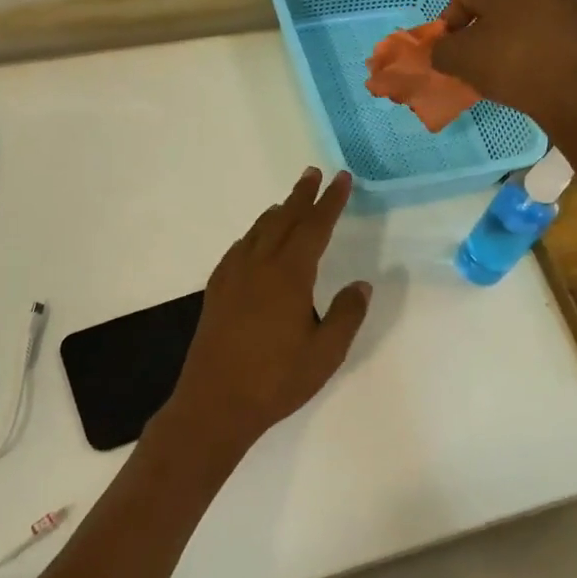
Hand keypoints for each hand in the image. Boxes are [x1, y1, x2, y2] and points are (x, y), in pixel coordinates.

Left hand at [158, 168, 371, 458]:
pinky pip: (237, 250)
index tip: (341, 179)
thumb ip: (346, 315)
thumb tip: (361, 284)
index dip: (330, 201)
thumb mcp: (326, 353)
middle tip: (313, 173)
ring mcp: (232, 278)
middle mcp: (258, 266)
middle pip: (283, 220)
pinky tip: (254, 242)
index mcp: (288, 276)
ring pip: (257, 232)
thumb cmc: (276, 381)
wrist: (215, 404)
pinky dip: (252, 236)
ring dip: (276, 213)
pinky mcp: (216, 292)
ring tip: (288, 203)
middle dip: (301, 195)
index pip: (314, 227)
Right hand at [430, 0, 576, 136]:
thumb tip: (442, 51)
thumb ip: (441, 51)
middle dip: (482, 33)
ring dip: (513, 42)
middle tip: (475, 65)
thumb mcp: (460, 60)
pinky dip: (542, 53)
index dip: (449, 27)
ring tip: (508, 74)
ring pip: (527, 22)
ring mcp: (570, 2)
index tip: (448, 55)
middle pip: (497, 8)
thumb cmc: (511, 64)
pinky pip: (554, 39)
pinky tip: (539, 78)